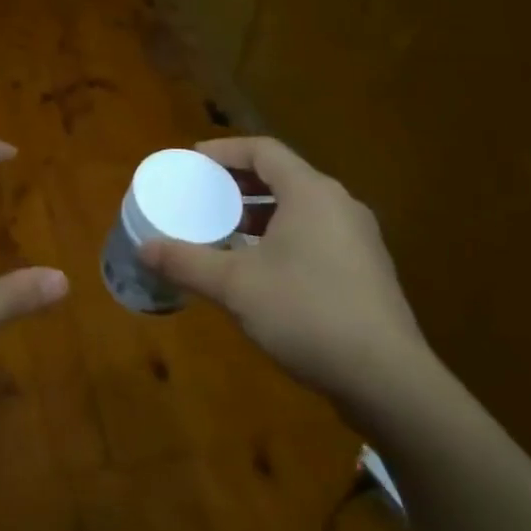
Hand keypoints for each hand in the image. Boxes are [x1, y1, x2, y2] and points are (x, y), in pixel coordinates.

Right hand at [140, 136, 431, 404]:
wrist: (386, 379)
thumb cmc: (306, 313)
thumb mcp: (236, 286)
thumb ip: (187, 262)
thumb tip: (144, 248)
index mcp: (311, 193)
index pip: (264, 151)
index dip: (225, 151)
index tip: (193, 160)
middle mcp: (340, 205)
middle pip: (284, 176)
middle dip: (240, 182)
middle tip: (204, 194)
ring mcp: (359, 239)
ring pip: (301, 207)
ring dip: (261, 212)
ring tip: (227, 230)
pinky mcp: (366, 271)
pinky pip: (316, 234)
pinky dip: (283, 235)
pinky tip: (262, 268)